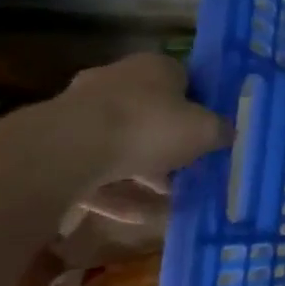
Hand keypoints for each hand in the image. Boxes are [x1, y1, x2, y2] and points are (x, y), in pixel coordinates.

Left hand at [50, 53, 231, 192]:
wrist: (67, 151)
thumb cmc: (149, 127)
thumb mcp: (205, 130)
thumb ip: (220, 130)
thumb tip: (227, 133)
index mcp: (154, 67)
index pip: (185, 80)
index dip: (201, 106)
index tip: (212, 131)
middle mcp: (116, 81)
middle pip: (152, 112)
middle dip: (170, 141)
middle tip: (191, 166)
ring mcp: (81, 113)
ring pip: (122, 143)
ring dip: (144, 170)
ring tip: (166, 198)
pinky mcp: (58, 145)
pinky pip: (96, 170)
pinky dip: (116, 192)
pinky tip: (136, 218)